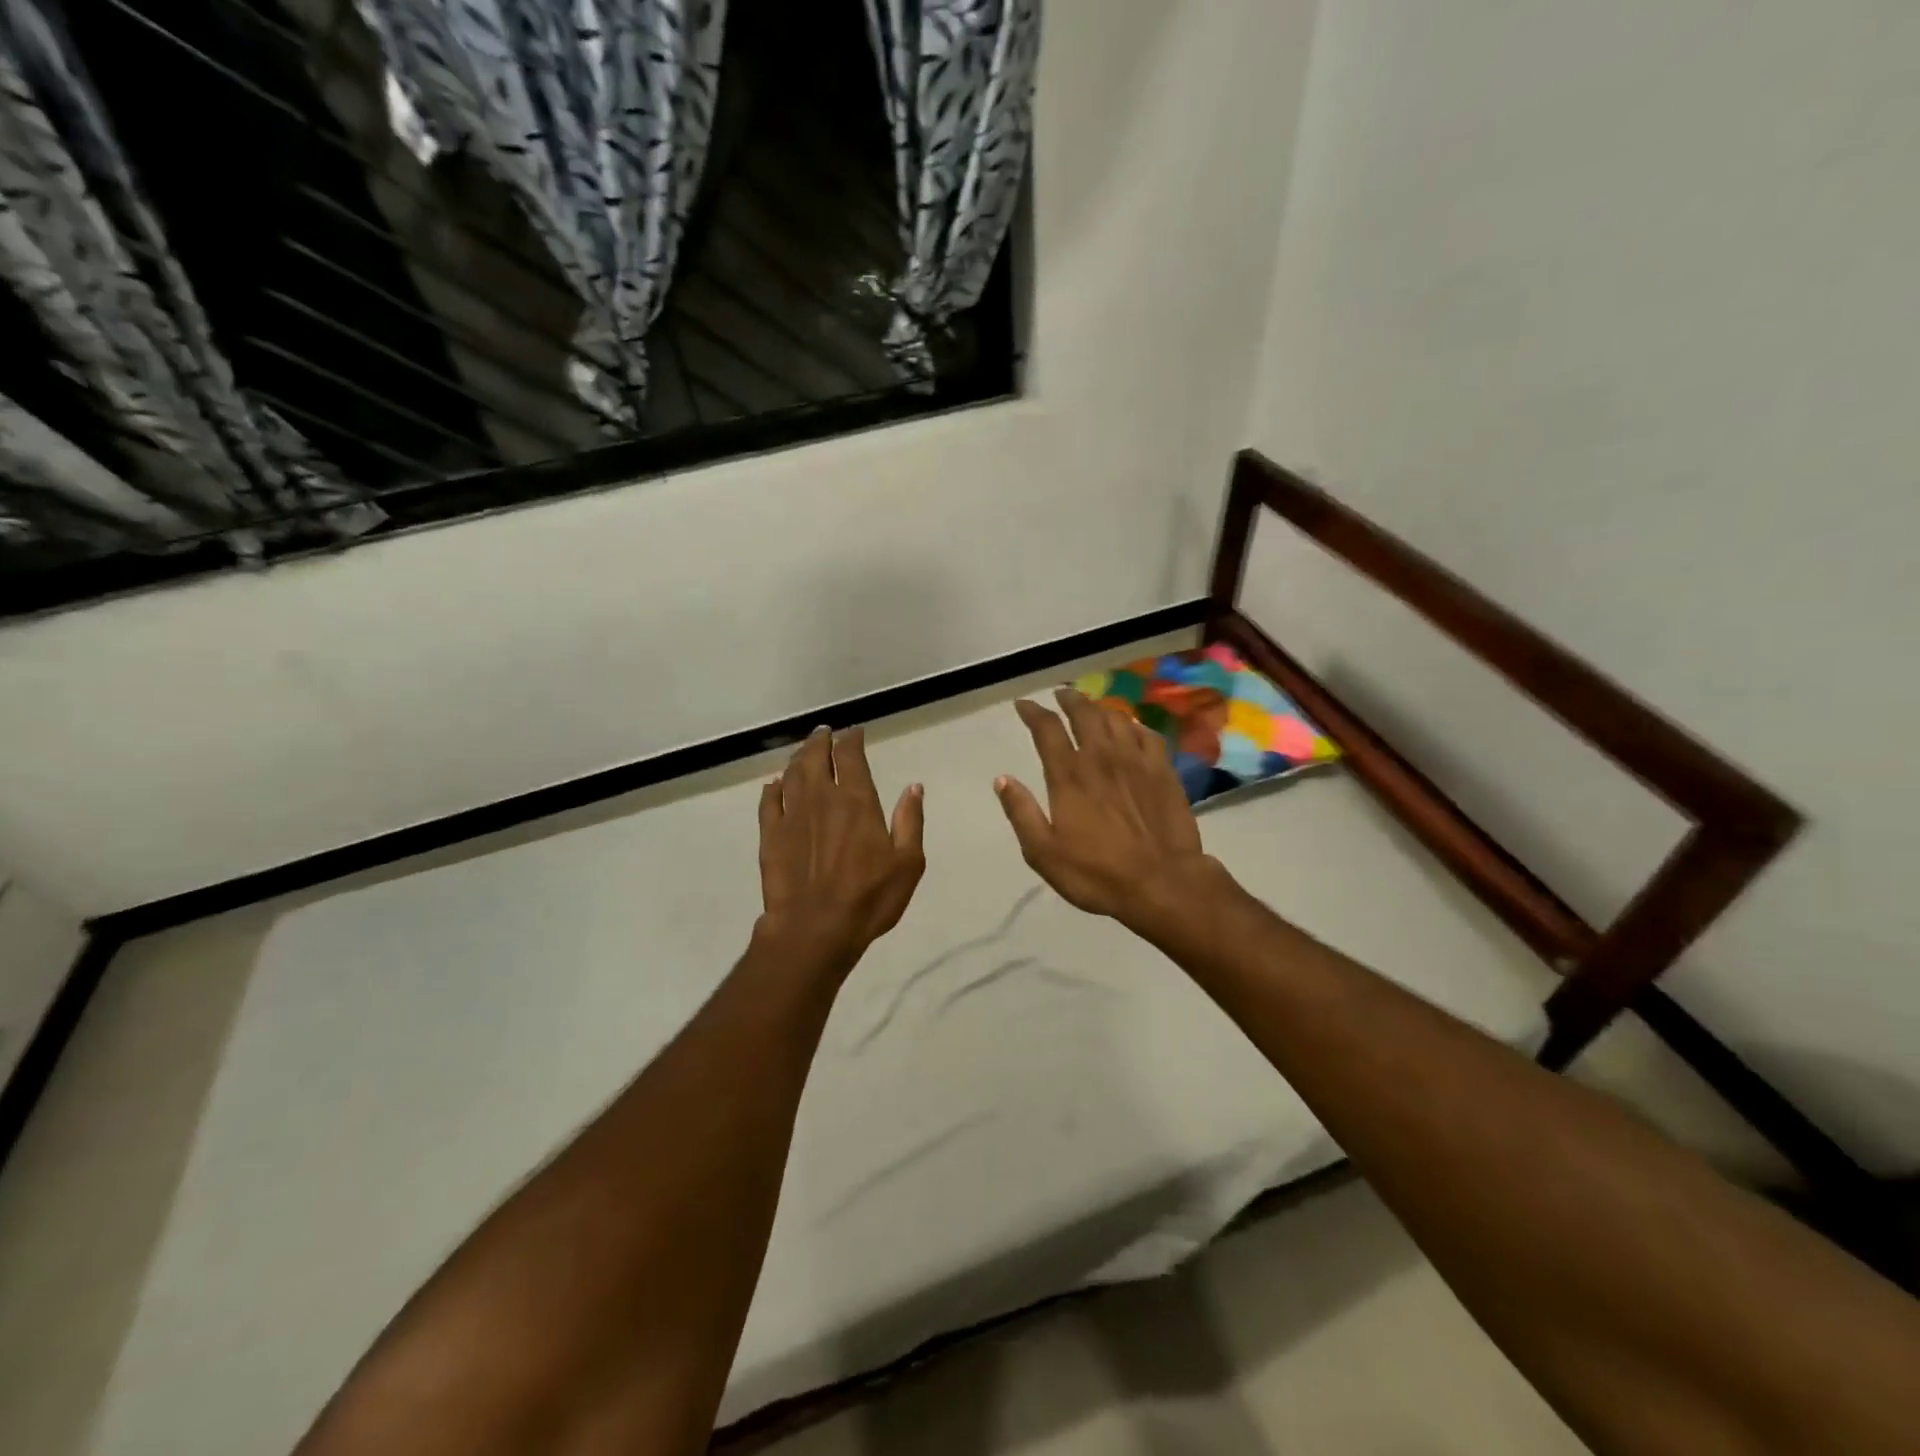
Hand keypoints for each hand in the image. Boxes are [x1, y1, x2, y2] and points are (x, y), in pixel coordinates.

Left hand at [758, 726, 925, 966]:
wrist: (814, 929)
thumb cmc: (869, 898)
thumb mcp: (908, 863)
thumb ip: (910, 821)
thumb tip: (914, 787)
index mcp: (856, 800)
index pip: (850, 757)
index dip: (852, 740)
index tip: (854, 732)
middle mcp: (821, 798)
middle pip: (816, 757)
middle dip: (821, 741)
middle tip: (824, 732)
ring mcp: (791, 815)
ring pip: (791, 774)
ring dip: (798, 758)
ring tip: (804, 751)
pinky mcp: (770, 835)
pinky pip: (768, 802)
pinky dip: (772, 788)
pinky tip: (774, 785)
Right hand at [996, 689, 1222, 927]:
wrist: (1162, 883)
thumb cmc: (1097, 873)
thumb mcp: (1044, 852)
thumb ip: (1021, 813)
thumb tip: (1002, 779)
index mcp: (1069, 776)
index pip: (1048, 730)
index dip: (1033, 712)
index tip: (1024, 705)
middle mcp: (1101, 758)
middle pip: (1085, 714)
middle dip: (1069, 700)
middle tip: (1061, 695)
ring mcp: (1136, 761)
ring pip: (1116, 719)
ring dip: (1099, 708)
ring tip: (1091, 707)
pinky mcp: (1163, 771)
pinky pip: (1147, 734)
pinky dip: (1134, 725)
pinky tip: (1131, 727)